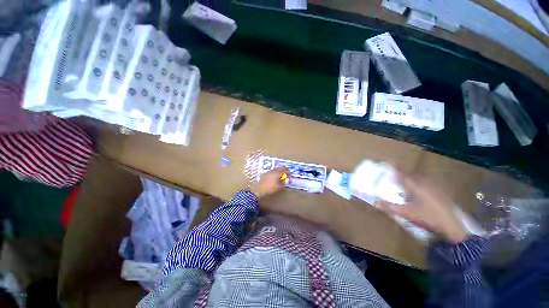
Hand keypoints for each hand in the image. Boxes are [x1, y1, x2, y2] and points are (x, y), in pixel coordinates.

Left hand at [258, 167, 289, 198]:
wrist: (259, 189)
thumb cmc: (270, 188)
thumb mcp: (278, 187)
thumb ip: (283, 182)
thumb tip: (286, 180)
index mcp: (278, 173)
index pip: (285, 171)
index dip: (288, 173)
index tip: (290, 175)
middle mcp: (274, 171)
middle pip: (281, 168)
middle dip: (285, 169)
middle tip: (287, 172)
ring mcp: (269, 171)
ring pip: (276, 168)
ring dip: (280, 170)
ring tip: (282, 173)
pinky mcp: (266, 173)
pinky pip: (273, 170)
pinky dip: (276, 171)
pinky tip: (276, 175)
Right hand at [379, 173, 468, 243]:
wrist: (452, 224)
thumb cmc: (428, 216)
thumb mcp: (407, 213)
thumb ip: (391, 207)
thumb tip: (376, 202)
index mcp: (415, 185)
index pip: (402, 174)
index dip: (395, 169)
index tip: (388, 165)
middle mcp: (425, 182)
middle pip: (411, 175)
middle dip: (403, 176)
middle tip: (397, 181)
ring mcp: (435, 185)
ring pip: (421, 178)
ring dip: (413, 179)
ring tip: (409, 187)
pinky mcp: (442, 190)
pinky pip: (429, 182)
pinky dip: (423, 183)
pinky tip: (422, 192)